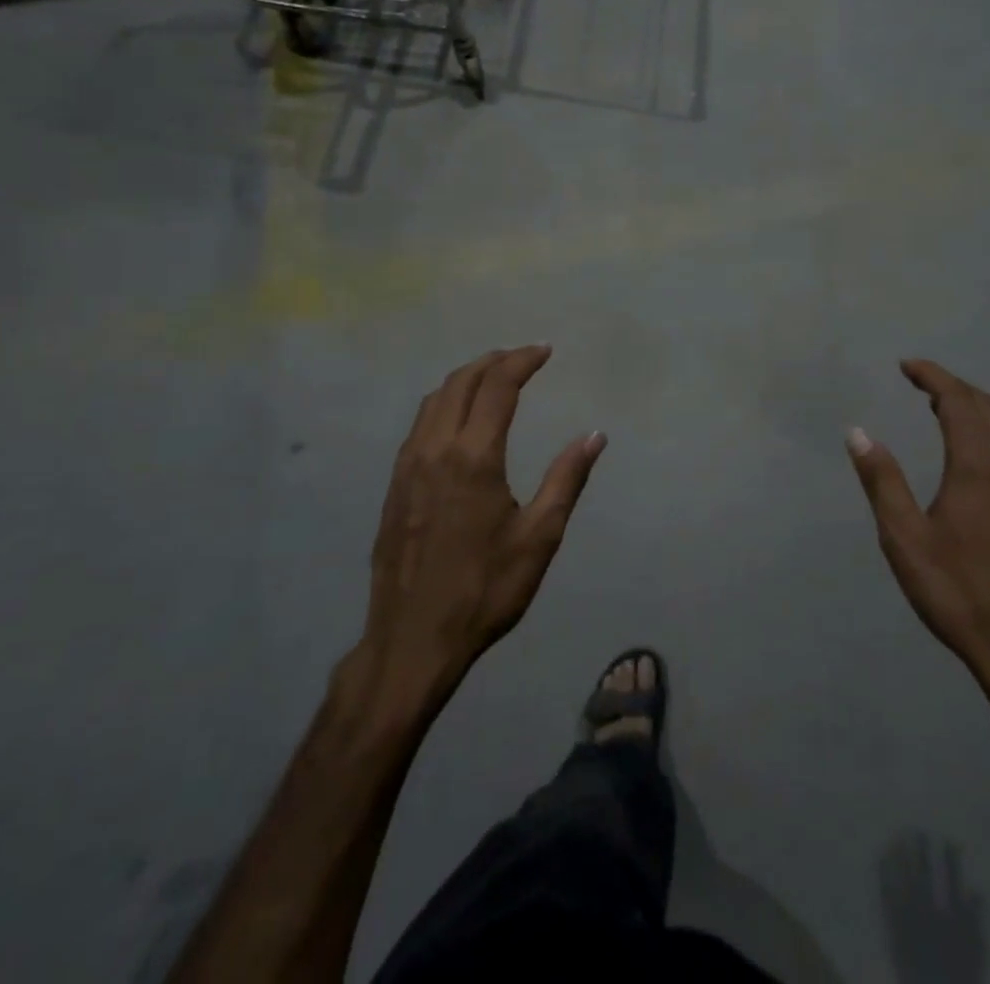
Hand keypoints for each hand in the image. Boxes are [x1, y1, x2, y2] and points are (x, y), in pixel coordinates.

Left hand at [363, 346, 604, 704]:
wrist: (412, 639)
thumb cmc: (484, 590)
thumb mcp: (539, 537)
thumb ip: (567, 479)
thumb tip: (595, 435)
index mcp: (474, 456)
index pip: (498, 386)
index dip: (522, 361)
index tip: (545, 351)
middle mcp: (436, 449)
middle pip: (461, 382)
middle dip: (494, 360)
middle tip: (523, 357)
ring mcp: (408, 465)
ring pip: (434, 399)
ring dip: (466, 378)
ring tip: (493, 377)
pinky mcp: (394, 484)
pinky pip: (420, 423)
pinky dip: (444, 403)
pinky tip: (459, 419)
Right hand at [847, 360, 989, 735]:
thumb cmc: (960, 594)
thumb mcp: (905, 539)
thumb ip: (882, 481)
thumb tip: (858, 432)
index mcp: (979, 468)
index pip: (958, 402)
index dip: (932, 377)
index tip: (907, 366)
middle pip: (987, 409)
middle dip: (953, 388)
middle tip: (921, 385)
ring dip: (973, 413)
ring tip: (941, 414)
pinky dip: (989, 440)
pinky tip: (973, 465)